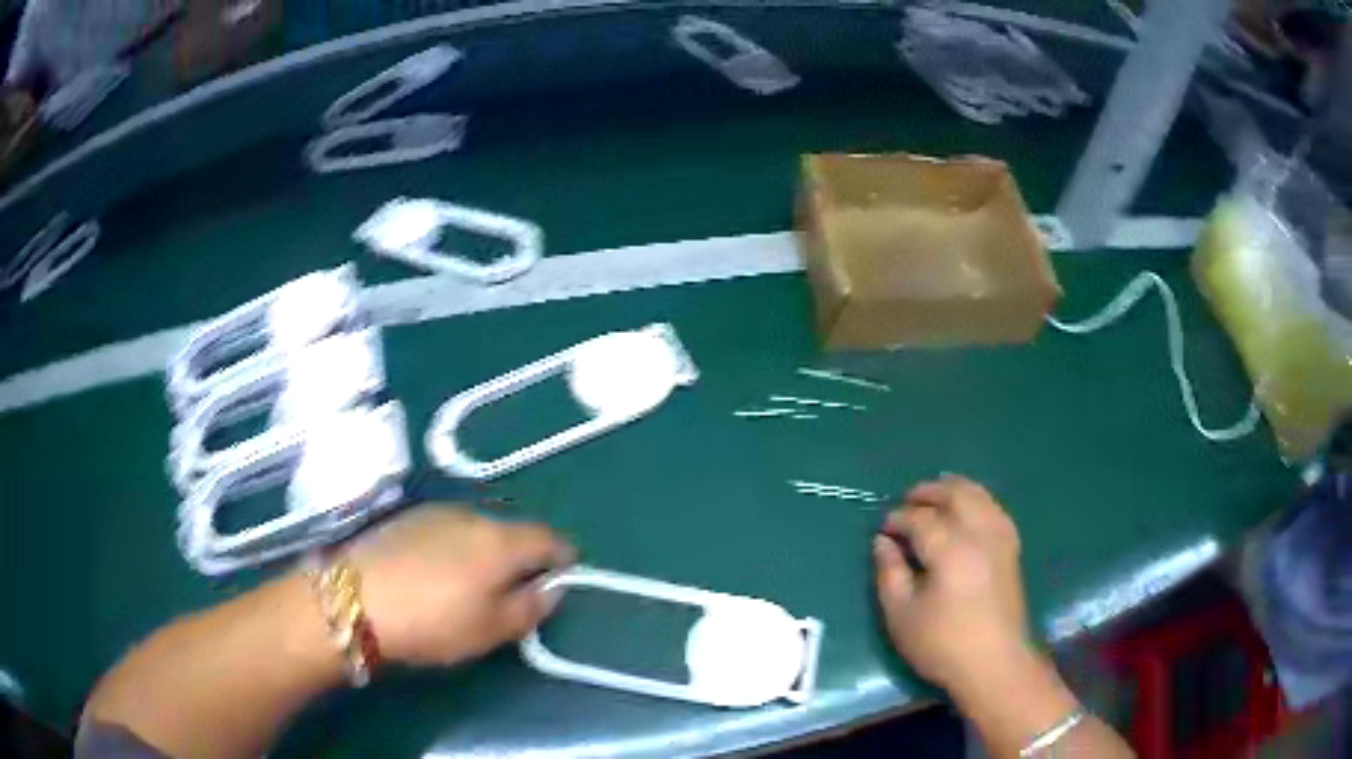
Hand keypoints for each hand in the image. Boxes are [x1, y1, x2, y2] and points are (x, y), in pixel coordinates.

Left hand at [347, 506, 575, 665]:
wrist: (352, 599)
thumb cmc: (432, 621)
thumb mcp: (490, 629)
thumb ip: (530, 608)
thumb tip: (553, 588)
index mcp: (500, 541)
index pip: (548, 539)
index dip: (564, 558)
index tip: (565, 578)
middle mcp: (472, 515)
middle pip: (512, 532)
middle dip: (522, 557)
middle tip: (517, 591)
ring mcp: (435, 512)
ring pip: (478, 529)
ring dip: (487, 551)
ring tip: (473, 585)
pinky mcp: (406, 518)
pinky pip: (447, 529)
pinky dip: (457, 548)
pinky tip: (438, 574)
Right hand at [873, 475, 1029, 694]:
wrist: (995, 664)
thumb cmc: (942, 645)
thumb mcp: (901, 616)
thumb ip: (889, 573)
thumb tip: (882, 542)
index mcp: (950, 550)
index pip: (920, 519)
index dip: (898, 519)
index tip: (883, 528)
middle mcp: (979, 534)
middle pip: (955, 495)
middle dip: (928, 492)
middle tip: (906, 500)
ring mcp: (1000, 539)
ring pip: (979, 496)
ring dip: (955, 490)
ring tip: (935, 495)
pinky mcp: (1012, 549)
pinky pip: (994, 509)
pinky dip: (978, 500)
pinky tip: (968, 510)